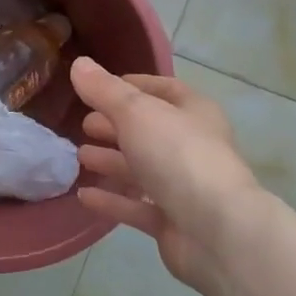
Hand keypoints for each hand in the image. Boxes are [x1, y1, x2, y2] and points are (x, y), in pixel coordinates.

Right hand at [71, 58, 271, 293]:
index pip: (163, 90)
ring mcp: (185, 187)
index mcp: (194, 113)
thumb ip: (105, 90)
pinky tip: (84, 196)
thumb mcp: (136, 113)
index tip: (98, 88)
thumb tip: (78, 63)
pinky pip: (138, 207)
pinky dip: (113, 200)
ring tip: (79, 156)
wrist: (217, 232)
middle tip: (83, 125)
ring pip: (143, 169)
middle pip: (149, 130)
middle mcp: (193, 147)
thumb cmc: (178, 157)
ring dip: (112, 161)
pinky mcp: (174, 222)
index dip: (132, 85)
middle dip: (115, 126)